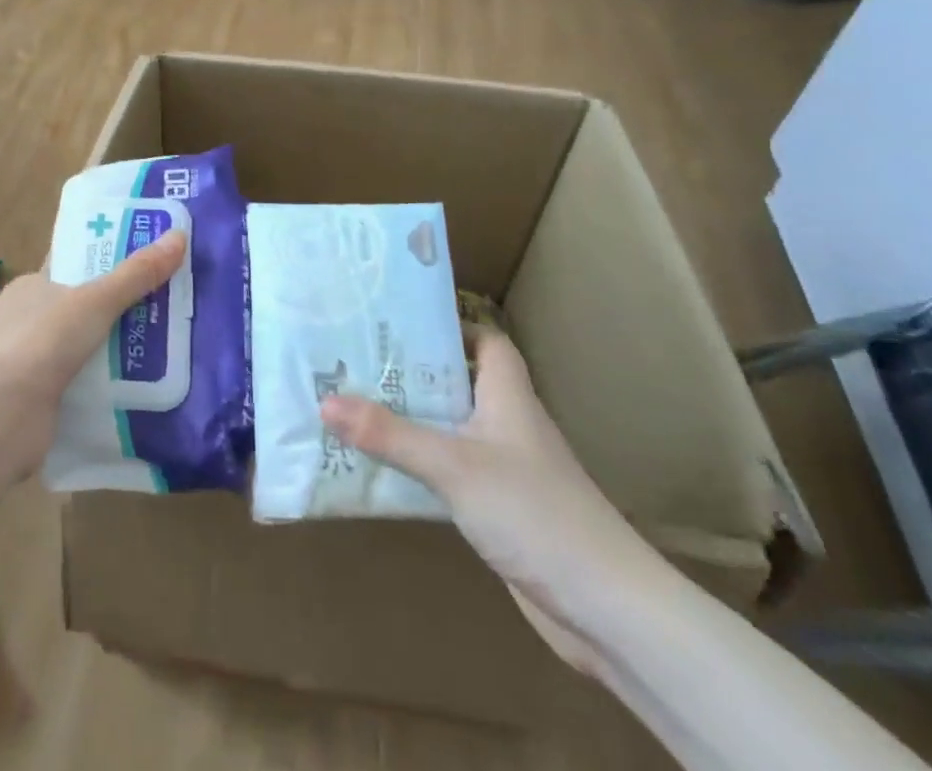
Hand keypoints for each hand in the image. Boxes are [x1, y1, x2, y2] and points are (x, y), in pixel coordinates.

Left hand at [0, 229, 185, 483]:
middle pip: (84, 307)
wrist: (2, 416)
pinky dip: (110, 384)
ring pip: (87, 348)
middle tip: (168, 301)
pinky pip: (86, 384)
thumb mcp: (96, 300)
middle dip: (121, 308)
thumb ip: (136, 274)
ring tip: (167, 343)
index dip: (106, 259)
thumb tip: (179, 236)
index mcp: (31, 287)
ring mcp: (33, 363)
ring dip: (119, 349)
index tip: (145, 257)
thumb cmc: (42, 341)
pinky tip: (144, 383)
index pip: (72, 265)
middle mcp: (29, 322)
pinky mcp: (44, 401)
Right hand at [319, 326, 666, 674]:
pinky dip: (419, 465)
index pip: (484, 340)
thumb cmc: (534, 512)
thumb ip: (389, 434)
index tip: (398, 322)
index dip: (448, 325)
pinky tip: (382, 468)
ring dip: (410, 418)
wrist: (606, 609)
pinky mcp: (499, 508)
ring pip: (449, 427)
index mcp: (507, 394)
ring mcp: (505, 468)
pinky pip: (449, 471)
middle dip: (411, 371)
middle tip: (356, 359)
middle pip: (457, 381)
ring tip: (355, 404)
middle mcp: (507, 422)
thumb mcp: (453, 465)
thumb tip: (325, 401)